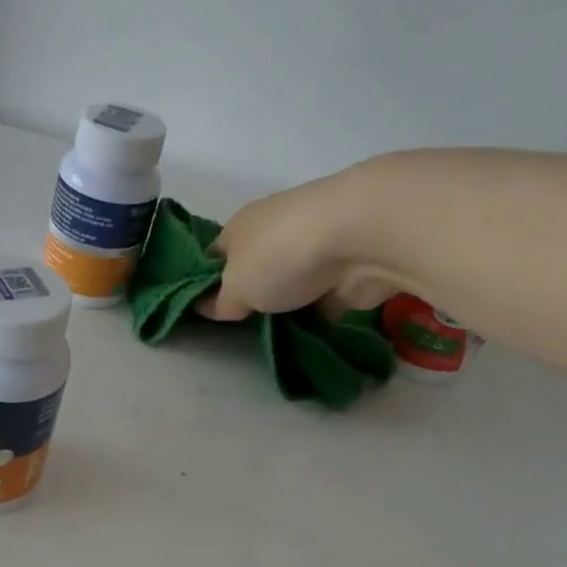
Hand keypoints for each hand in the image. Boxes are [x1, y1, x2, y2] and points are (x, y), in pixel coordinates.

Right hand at [196, 162, 403, 320]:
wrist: (363, 239)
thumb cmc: (280, 256)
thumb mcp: (234, 289)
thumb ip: (218, 303)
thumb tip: (205, 307)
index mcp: (239, 226)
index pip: (213, 256)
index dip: (204, 283)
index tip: (203, 312)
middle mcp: (274, 231)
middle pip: (254, 270)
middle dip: (250, 297)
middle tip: (238, 330)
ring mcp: (313, 249)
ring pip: (290, 285)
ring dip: (285, 307)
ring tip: (271, 340)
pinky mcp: (346, 269)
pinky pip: (323, 299)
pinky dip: (318, 316)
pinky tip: (306, 339)